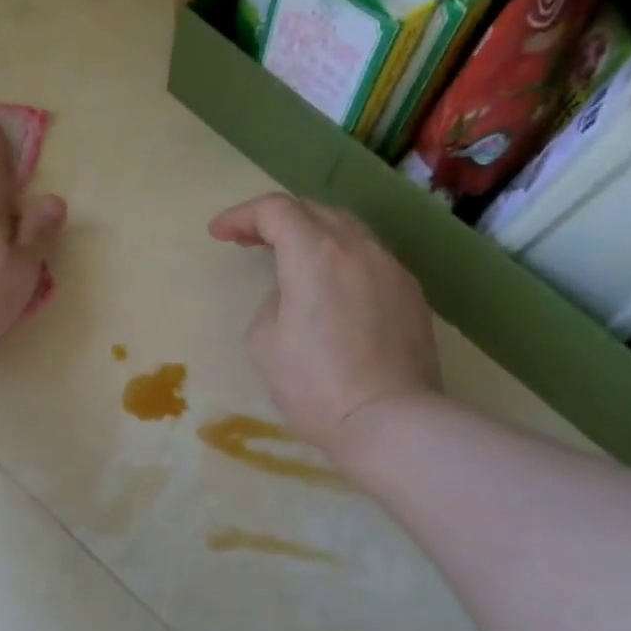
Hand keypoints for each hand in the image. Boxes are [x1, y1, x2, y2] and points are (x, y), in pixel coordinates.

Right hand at [209, 193, 440, 456]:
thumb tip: (295, 294)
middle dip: (276, 220)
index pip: (275, 211)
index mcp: (315, 254)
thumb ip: (274, 300)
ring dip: (313, 236)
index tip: (219, 234)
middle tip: (249, 241)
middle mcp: (358, 248)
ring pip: (348, 232)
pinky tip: (331, 288)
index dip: (241, 216)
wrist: (388, 420)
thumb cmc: (313, 384)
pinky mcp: (411, 294)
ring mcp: (392, 269)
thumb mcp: (264, 341)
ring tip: (291, 259)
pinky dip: (341, 260)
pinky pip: (370, 259)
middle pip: (314, 211)